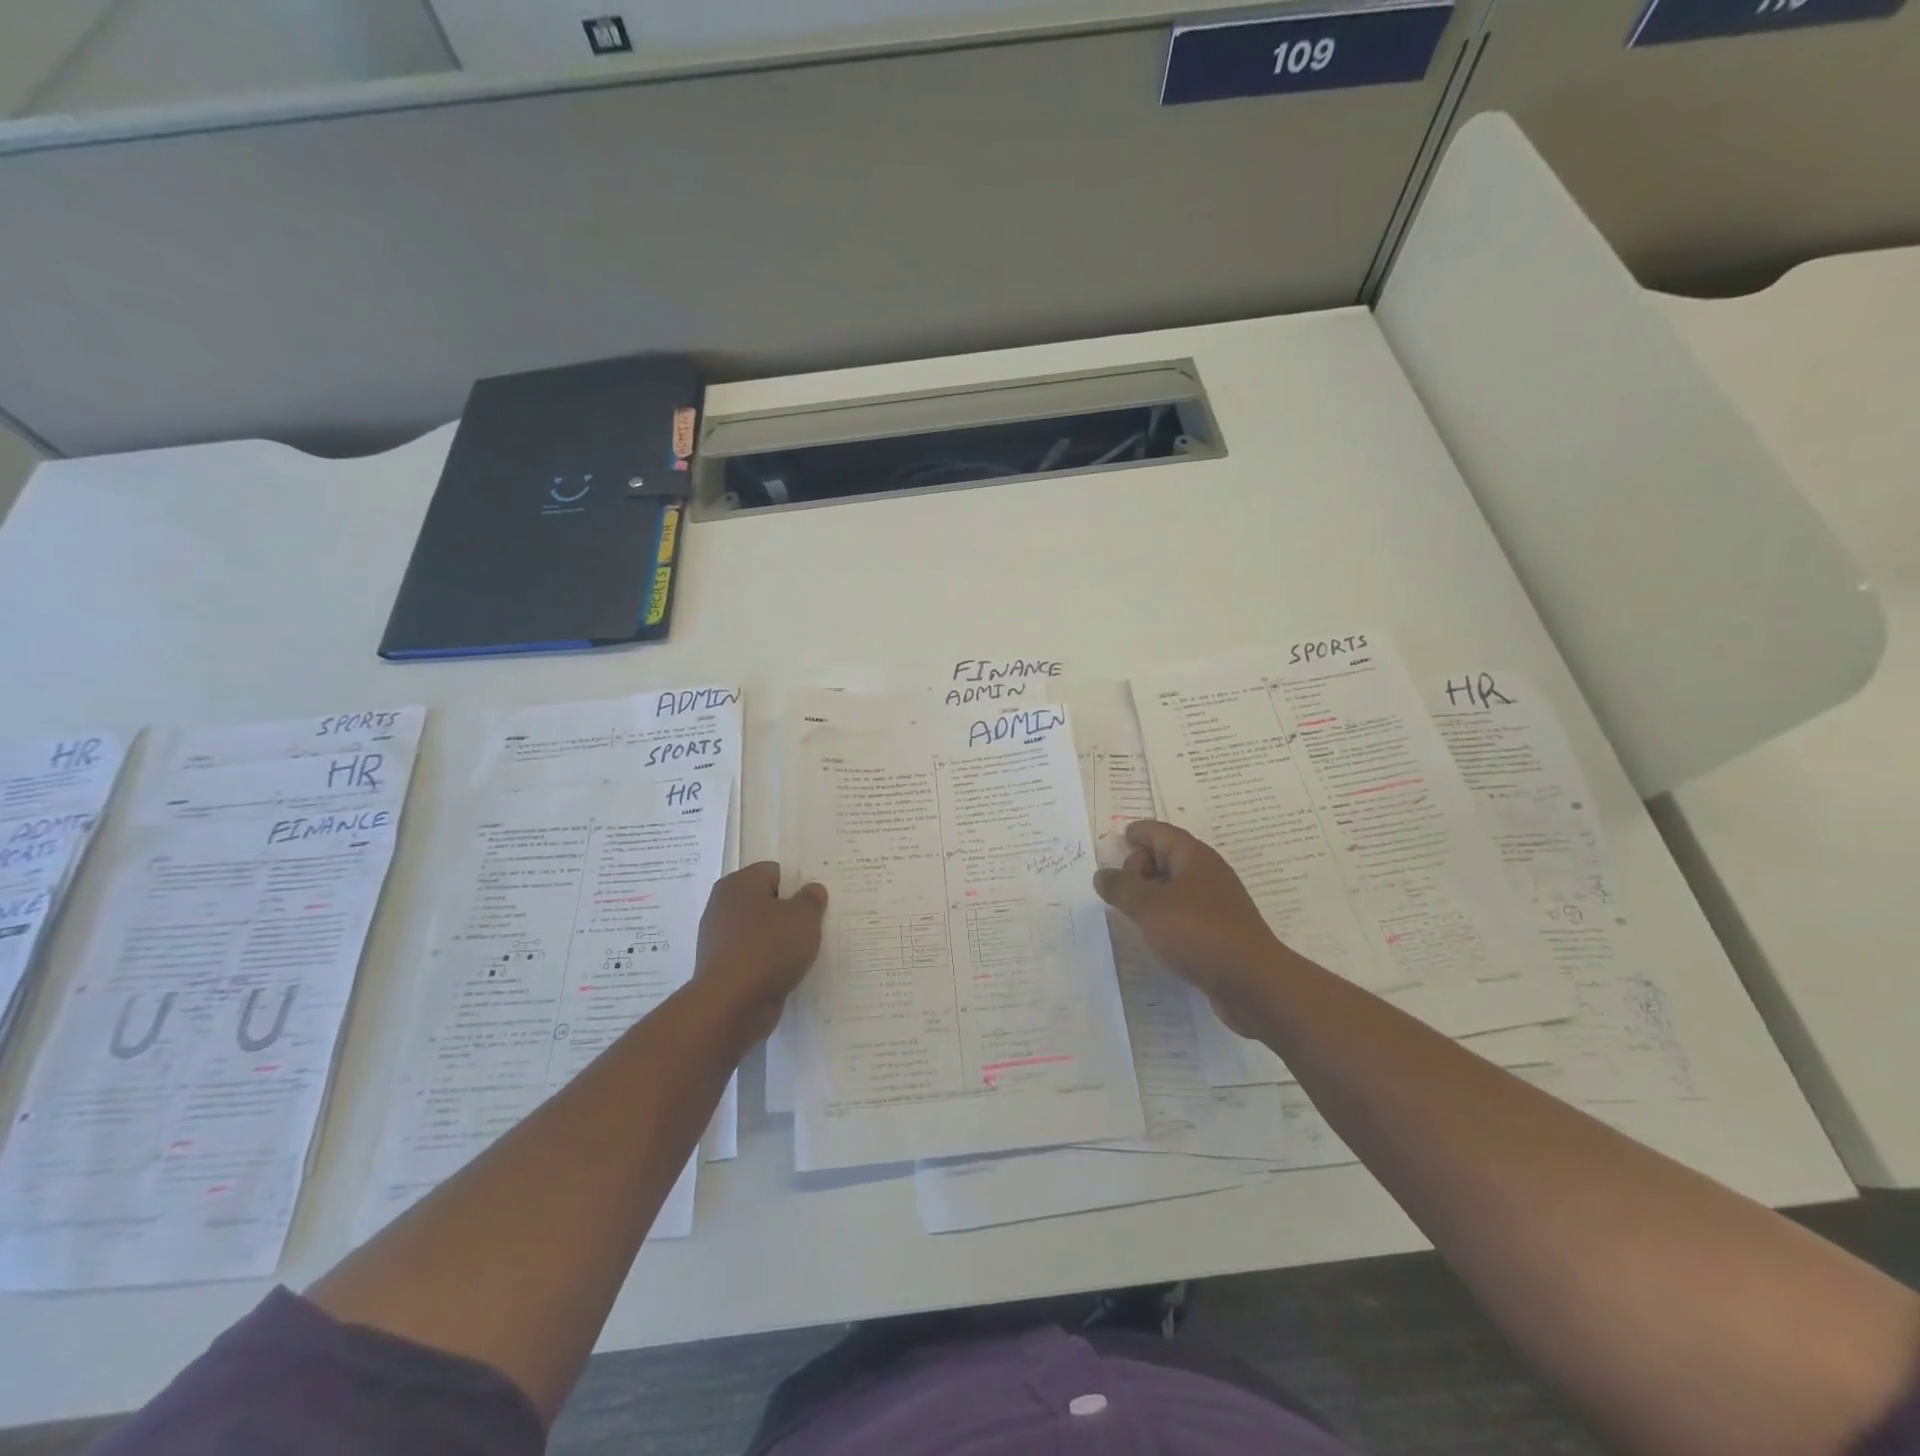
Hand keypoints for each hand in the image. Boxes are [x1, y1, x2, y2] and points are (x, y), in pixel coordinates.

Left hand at [693, 862, 827, 1046]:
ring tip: (803, 952)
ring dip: (779, 940)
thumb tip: (812, 890)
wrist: (731, 1005)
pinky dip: (768, 963)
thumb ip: (811, 899)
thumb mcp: (804, 917)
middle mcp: (723, 907)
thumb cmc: (769, 948)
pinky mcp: (722, 969)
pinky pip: (753, 957)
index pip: (774, 871)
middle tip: (813, 925)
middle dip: (788, 913)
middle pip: (765, 901)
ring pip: (759, 931)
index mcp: (738, 884)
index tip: (814, 904)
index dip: (797, 885)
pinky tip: (785, 972)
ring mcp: (719, 940)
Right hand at [1093, 820, 1287, 1036]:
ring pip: (1176, 887)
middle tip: (1119, 888)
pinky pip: (1185, 912)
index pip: (1161, 832)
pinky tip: (1154, 935)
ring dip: (1151, 894)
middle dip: (1140, 866)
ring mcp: (1216, 903)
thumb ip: (1122, 887)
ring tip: (1129, 911)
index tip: (1120, 838)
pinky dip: (1165, 915)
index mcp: (1194, 857)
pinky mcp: (1220, 931)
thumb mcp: (1149, 906)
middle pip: (1168, 857)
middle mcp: (1207, 874)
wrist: (1252, 983)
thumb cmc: (1198, 932)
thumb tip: (1102, 874)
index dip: (1139, 832)